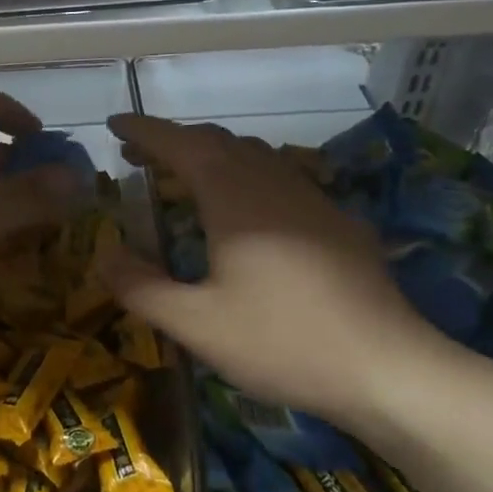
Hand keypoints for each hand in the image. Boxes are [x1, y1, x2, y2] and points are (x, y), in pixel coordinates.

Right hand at [97, 114, 453, 430]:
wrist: (388, 367)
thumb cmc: (282, 341)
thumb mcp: (196, 324)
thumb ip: (141, 287)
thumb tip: (104, 255)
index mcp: (234, 196)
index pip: (180, 145)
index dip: (144, 131)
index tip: (114, 124)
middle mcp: (272, 183)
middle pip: (217, 142)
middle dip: (173, 142)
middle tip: (138, 156)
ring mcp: (311, 199)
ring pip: (252, 156)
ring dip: (211, 155)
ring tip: (184, 176)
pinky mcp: (336, 221)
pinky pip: (279, 178)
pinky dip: (245, 176)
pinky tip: (245, 211)